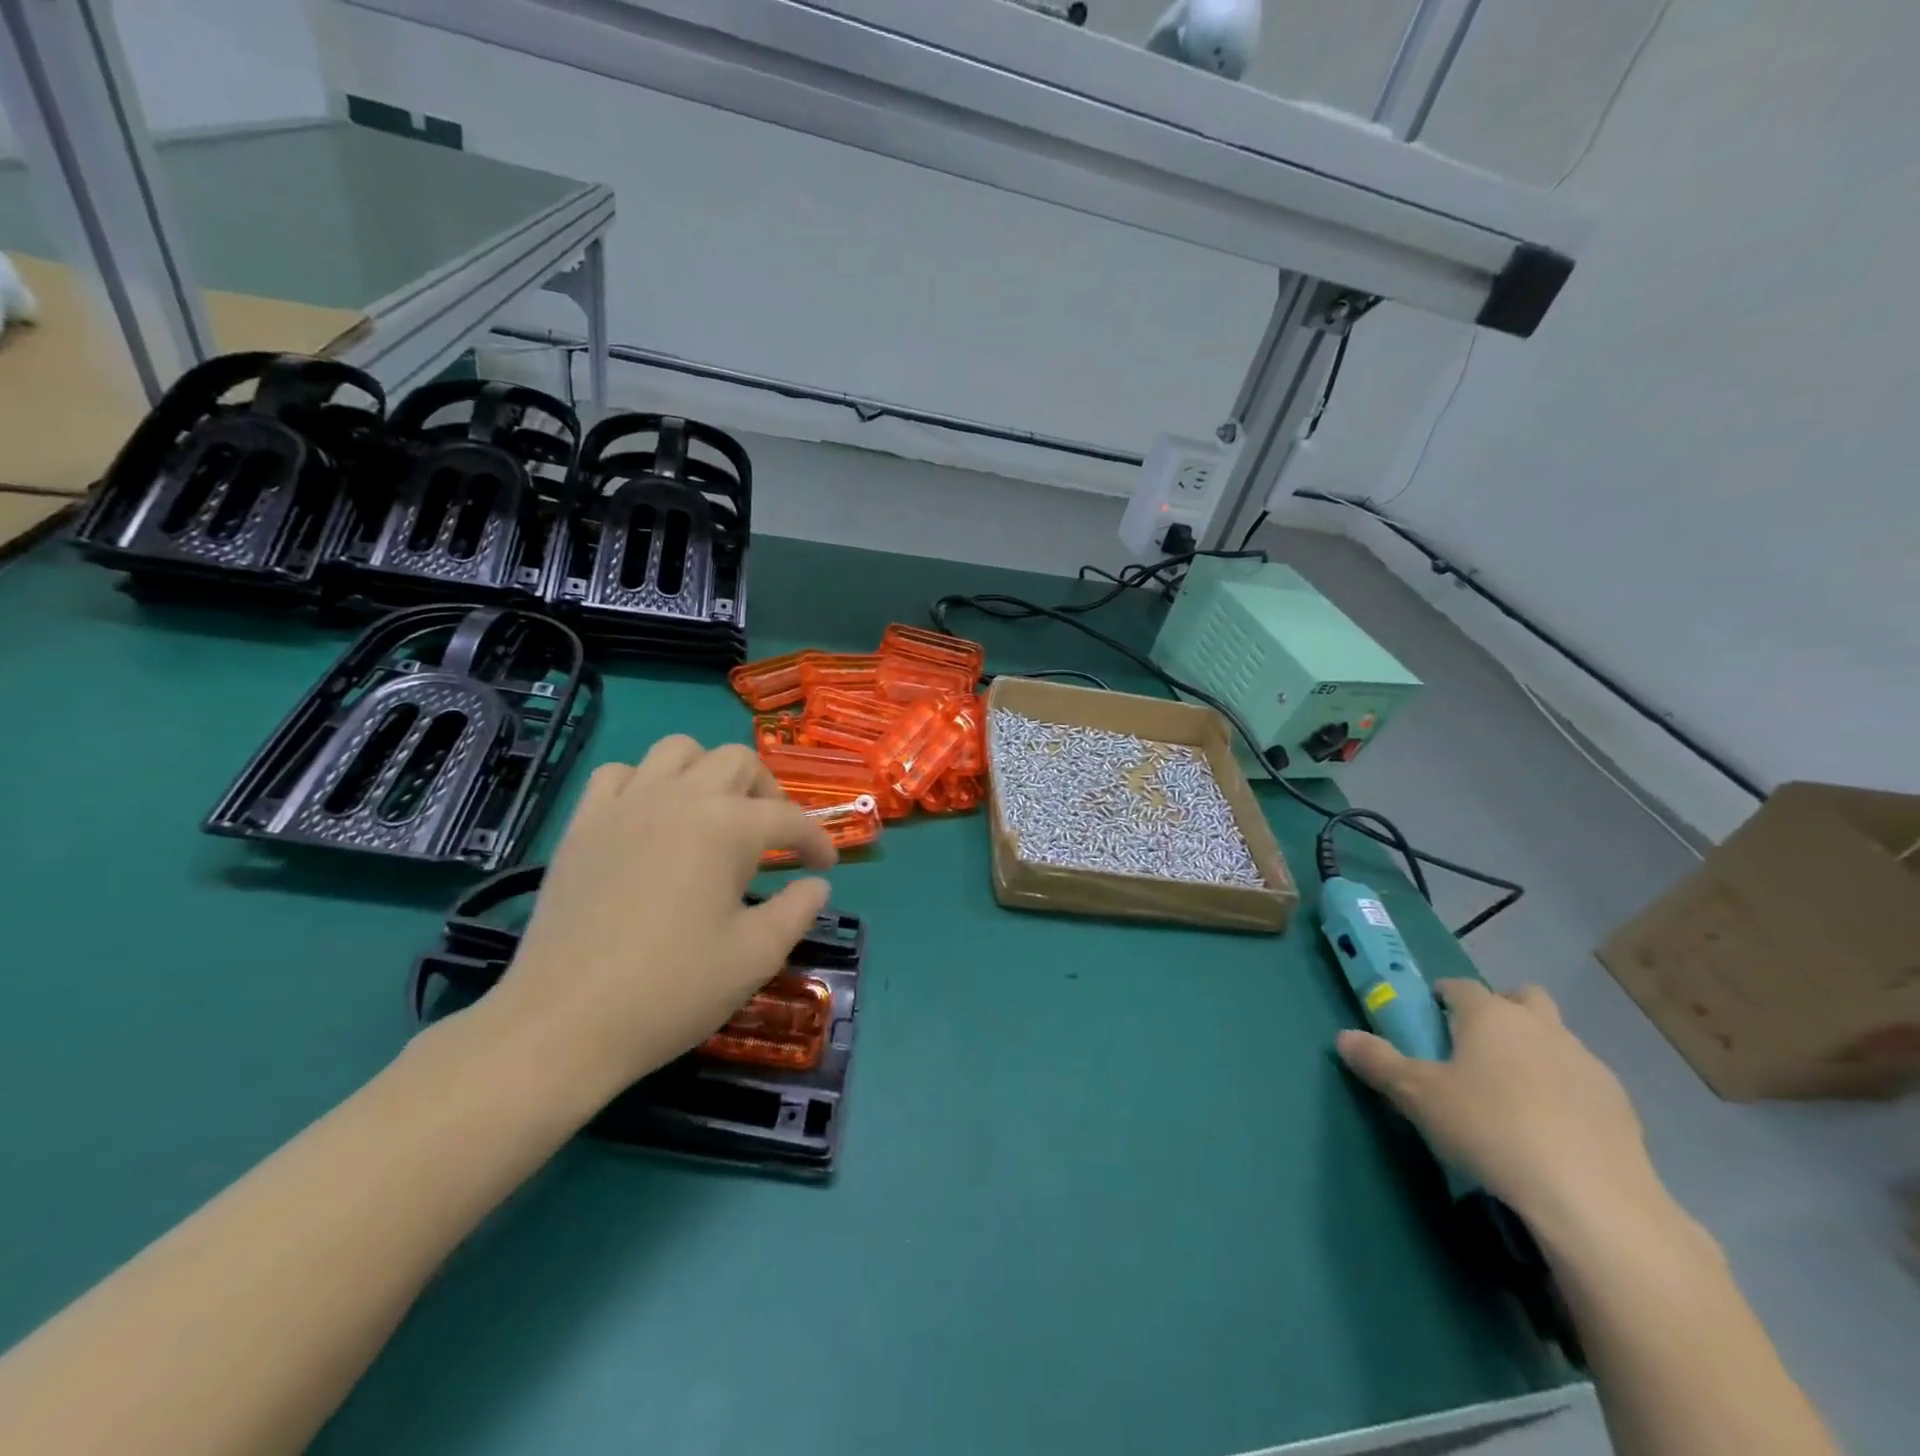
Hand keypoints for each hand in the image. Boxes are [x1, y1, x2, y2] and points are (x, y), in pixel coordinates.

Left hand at [480, 736, 835, 1102]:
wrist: (563, 1023)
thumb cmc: (672, 990)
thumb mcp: (756, 956)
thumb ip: (797, 910)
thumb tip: (816, 885)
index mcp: (727, 828)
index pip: (788, 818)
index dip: (816, 840)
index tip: (825, 866)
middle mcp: (680, 798)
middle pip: (738, 761)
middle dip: (768, 792)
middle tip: (773, 837)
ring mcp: (625, 805)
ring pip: (678, 750)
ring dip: (708, 772)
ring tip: (714, 815)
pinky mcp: (583, 824)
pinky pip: (619, 774)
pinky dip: (645, 783)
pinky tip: (651, 819)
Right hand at [1336, 981, 1665, 1240]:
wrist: (1593, 1200)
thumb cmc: (1490, 1128)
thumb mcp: (1416, 1096)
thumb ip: (1378, 1062)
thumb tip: (1343, 1036)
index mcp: (1490, 1014)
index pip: (1459, 986)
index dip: (1441, 998)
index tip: (1428, 1022)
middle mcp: (1540, 1026)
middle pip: (1521, 998)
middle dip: (1500, 1012)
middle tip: (1475, 1051)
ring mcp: (1587, 1064)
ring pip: (1556, 1039)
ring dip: (1535, 1053)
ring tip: (1511, 1099)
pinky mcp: (1622, 1107)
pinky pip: (1582, 1083)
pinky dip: (1565, 1094)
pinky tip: (1549, 1133)